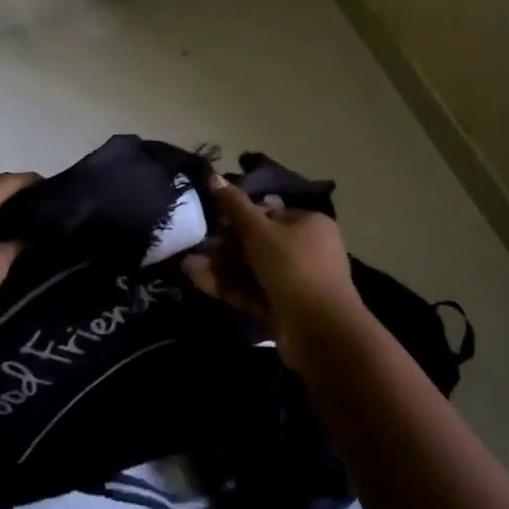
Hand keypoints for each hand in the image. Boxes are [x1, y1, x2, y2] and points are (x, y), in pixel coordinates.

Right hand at [183, 180, 368, 367]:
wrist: (321, 332)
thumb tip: (214, 176)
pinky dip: (229, 286)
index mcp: (309, 224)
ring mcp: (296, 282)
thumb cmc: (293, 268)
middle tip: (196, 245)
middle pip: (259, 242)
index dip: (239, 215)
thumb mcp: (260, 232)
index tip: (211, 218)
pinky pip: (253, 292)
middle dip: (225, 245)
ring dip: (222, 267)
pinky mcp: (284, 309)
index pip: (270, 212)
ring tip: (188, 266)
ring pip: (253, 269)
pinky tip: (198, 280)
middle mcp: (306, 250)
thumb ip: (235, 206)